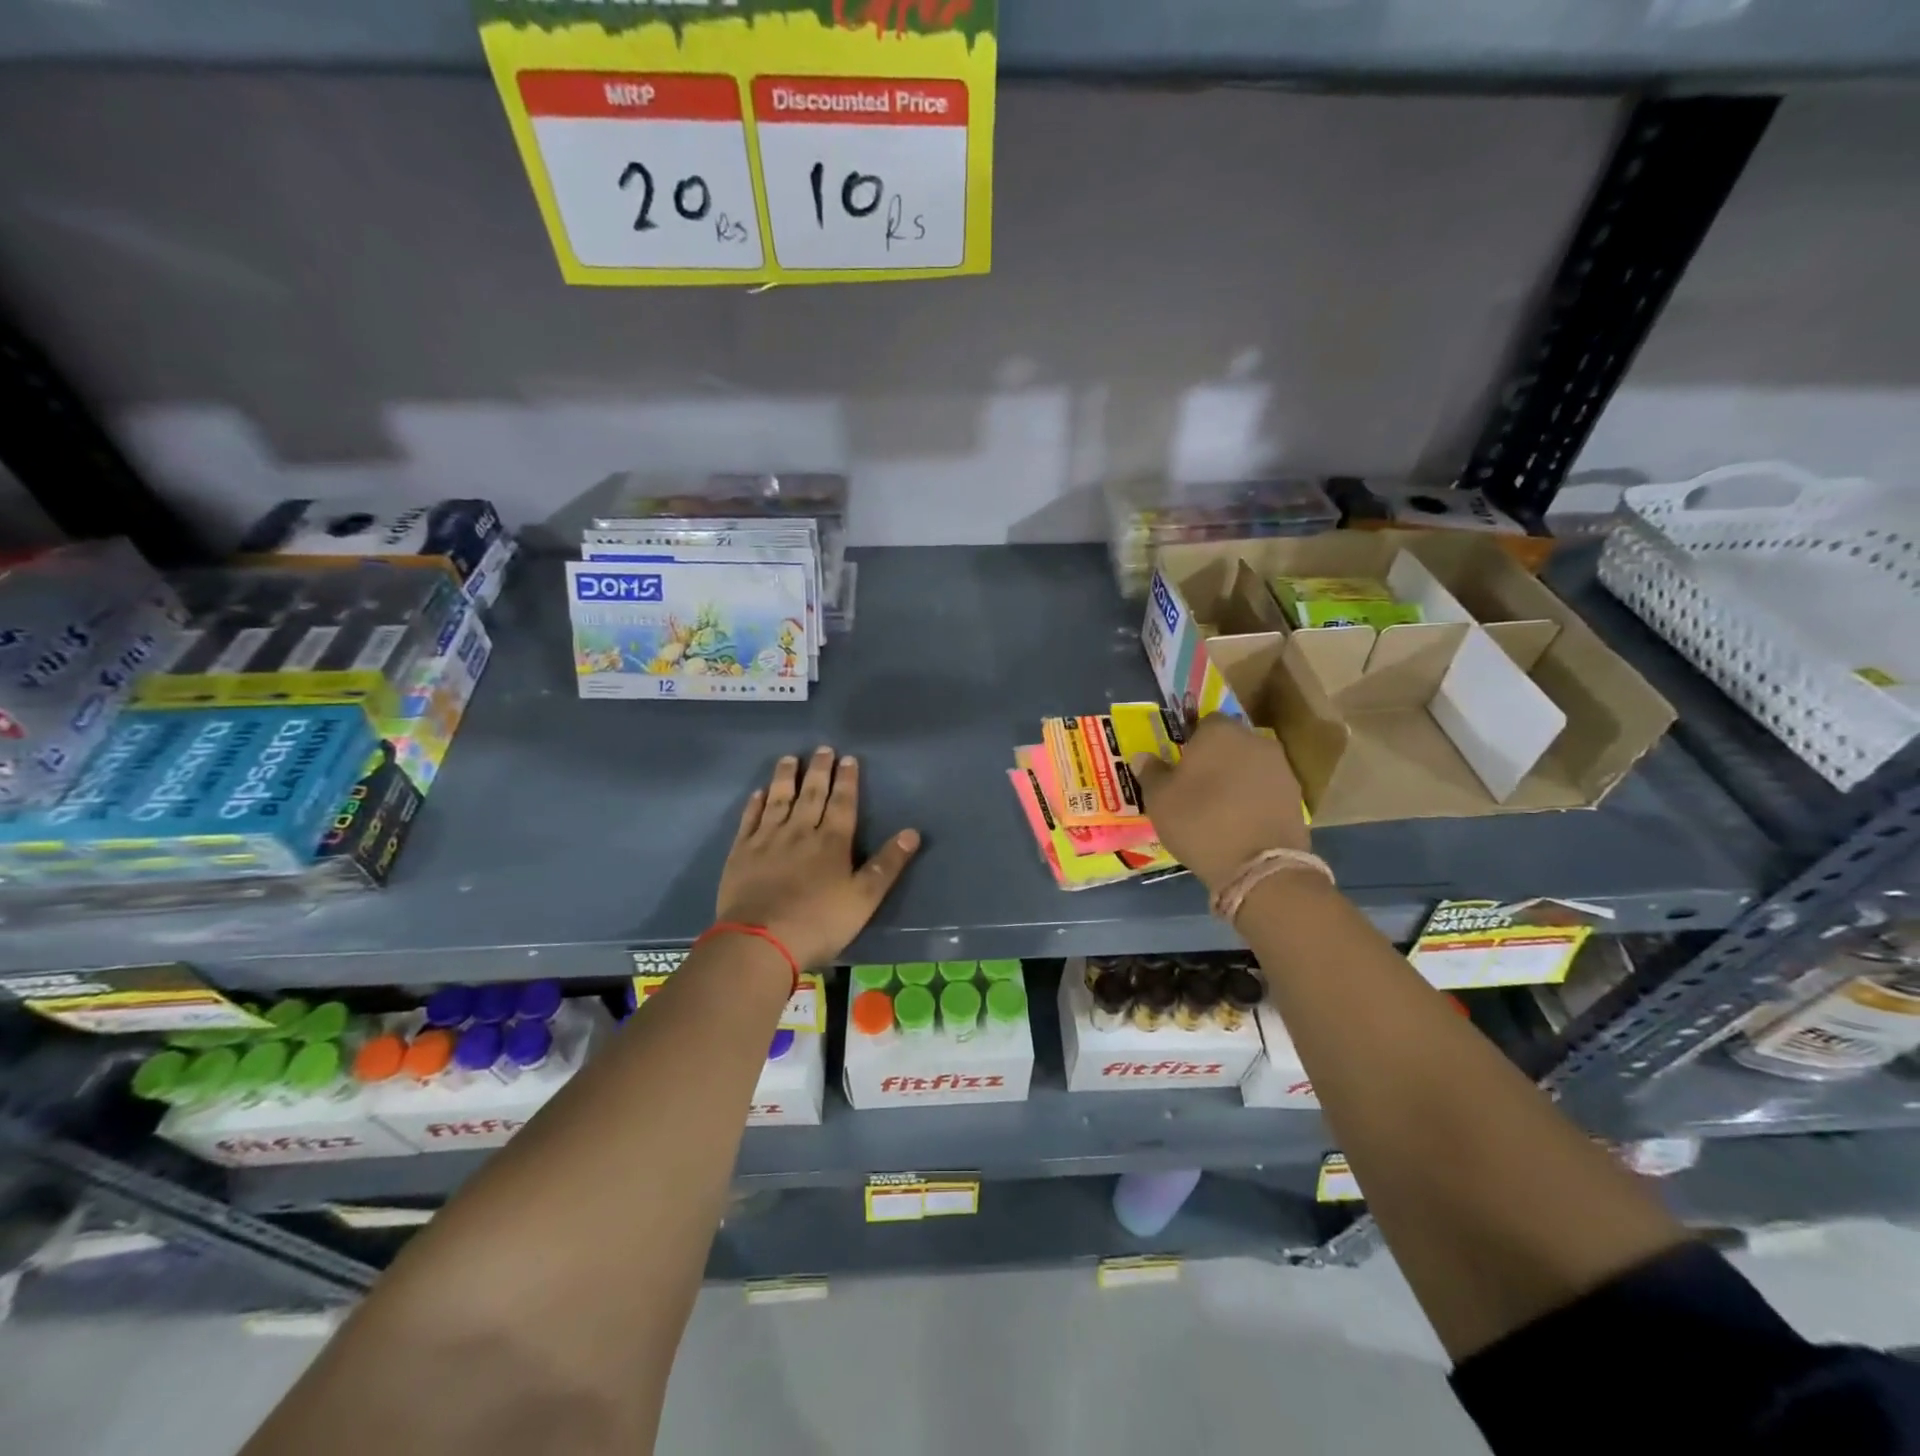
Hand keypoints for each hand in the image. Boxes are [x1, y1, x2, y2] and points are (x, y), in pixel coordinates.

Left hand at [715, 747, 920, 969]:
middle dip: (819, 771)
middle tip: (823, 749)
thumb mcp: (864, 899)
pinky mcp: (741, 853)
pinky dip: (755, 804)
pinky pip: (749, 819)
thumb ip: (887, 864)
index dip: (847, 780)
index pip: (842, 803)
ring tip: (790, 759)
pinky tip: (759, 793)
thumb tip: (912, 832)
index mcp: (832, 842)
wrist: (760, 941)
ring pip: (779, 800)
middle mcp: (800, 832)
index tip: (848, 759)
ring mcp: (767, 840)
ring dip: (786, 778)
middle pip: (811, 795)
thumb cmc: (818, 922)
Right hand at [1129, 716, 1308, 891]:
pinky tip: (1241, 821)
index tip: (1181, 764)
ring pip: (1250, 764)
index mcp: (1219, 732)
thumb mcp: (1160, 800)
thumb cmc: (1200, 822)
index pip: (1203, 722)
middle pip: (1230, 742)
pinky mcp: (1296, 795)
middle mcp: (1254, 740)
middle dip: (1216, 758)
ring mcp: (1280, 767)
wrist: (1259, 865)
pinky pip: (1266, 788)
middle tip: (1197, 785)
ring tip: (1219, 806)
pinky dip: (1254, 797)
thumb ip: (1151, 773)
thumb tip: (1143, 757)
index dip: (1191, 741)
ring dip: (1237, 777)